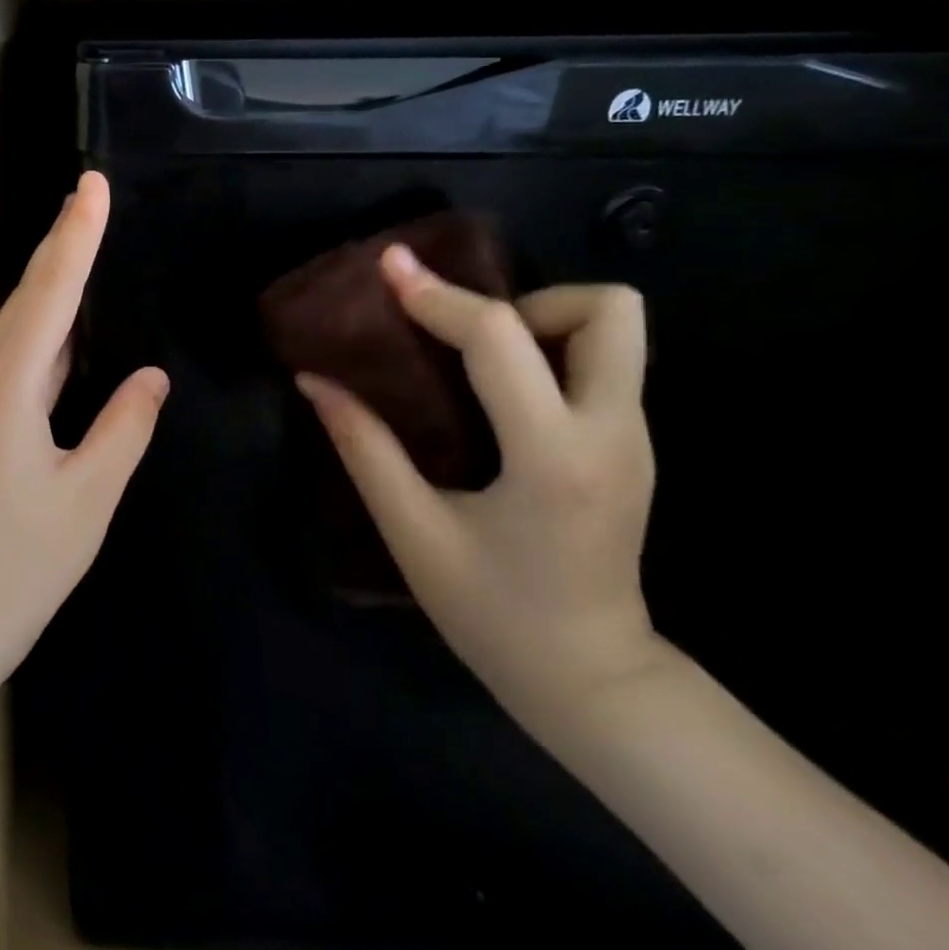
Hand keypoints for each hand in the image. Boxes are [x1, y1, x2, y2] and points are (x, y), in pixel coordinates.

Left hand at [0, 172, 168, 695]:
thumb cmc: (26, 563)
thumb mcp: (91, 495)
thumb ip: (125, 426)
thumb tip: (153, 375)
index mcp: (8, 389)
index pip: (50, 296)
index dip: (75, 237)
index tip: (91, 185)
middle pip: (28, 298)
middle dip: (62, 242)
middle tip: (90, 192)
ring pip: (19, 325)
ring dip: (52, 281)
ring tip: (83, 237)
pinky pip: (15, 356)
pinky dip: (45, 326)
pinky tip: (66, 319)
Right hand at [298, 245, 665, 728]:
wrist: (592, 681)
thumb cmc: (493, 614)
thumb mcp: (413, 531)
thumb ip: (363, 447)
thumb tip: (314, 381)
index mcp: (552, 456)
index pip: (500, 339)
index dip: (437, 296)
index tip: (390, 268)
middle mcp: (612, 433)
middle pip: (608, 310)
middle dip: (525, 300)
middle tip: (463, 335)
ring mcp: (634, 439)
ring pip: (616, 331)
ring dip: (540, 322)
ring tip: (474, 359)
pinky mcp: (632, 447)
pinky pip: (601, 363)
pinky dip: (546, 351)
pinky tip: (493, 390)